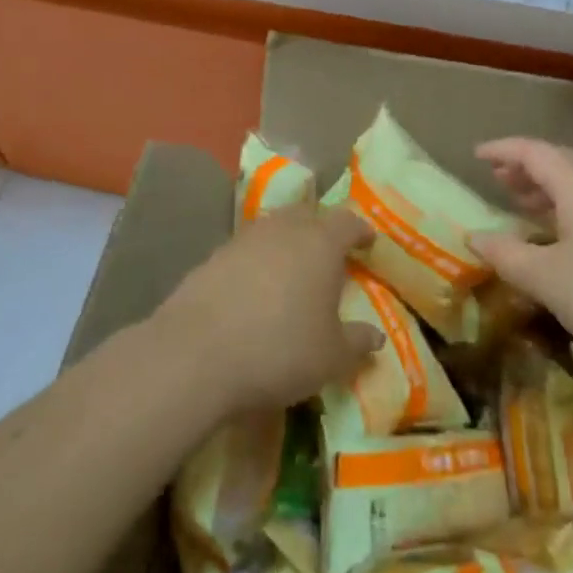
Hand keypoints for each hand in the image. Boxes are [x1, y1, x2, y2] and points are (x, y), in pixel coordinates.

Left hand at [155, 203, 381, 412]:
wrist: (196, 354)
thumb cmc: (280, 349)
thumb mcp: (331, 357)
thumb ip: (357, 342)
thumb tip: (376, 337)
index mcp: (320, 242)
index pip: (347, 222)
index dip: (360, 231)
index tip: (368, 242)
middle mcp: (283, 229)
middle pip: (307, 215)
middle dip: (321, 229)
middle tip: (330, 253)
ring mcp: (244, 239)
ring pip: (274, 229)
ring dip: (286, 243)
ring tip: (292, 270)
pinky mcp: (213, 257)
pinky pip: (246, 250)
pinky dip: (257, 262)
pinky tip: (255, 289)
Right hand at [467, 138, 572, 374]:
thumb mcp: (547, 279)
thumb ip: (506, 254)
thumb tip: (475, 236)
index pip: (533, 151)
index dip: (502, 150)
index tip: (476, 155)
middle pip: (561, 162)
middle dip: (526, 168)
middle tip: (497, 179)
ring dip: (550, 189)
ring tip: (523, 204)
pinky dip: (571, 208)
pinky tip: (564, 237)